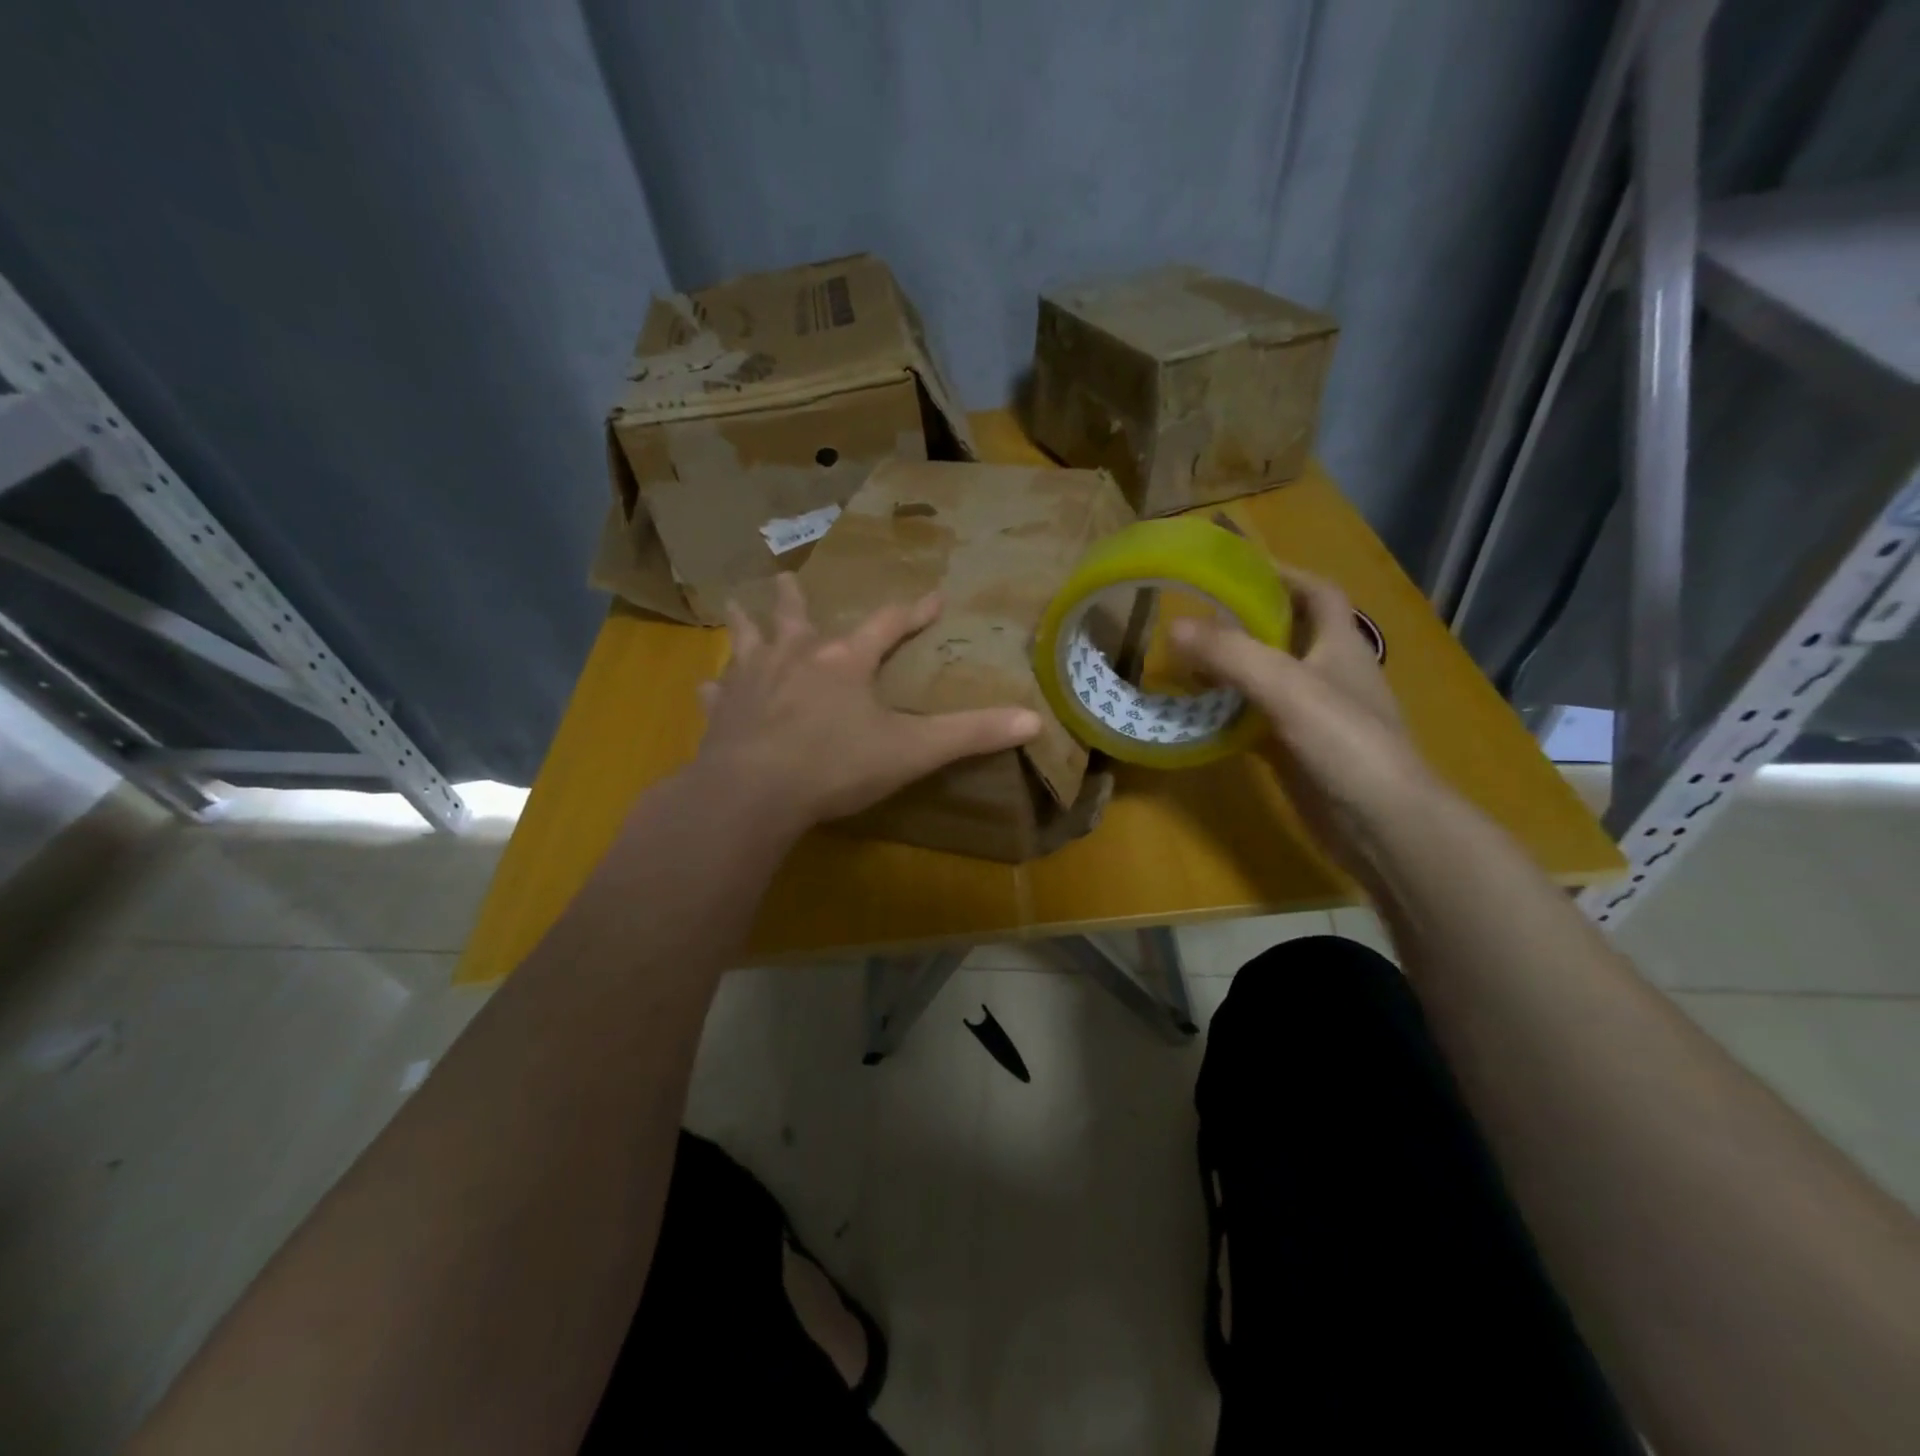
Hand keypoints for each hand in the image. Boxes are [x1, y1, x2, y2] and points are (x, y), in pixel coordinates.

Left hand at [693, 574, 1042, 835]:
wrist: (754, 793)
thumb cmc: (836, 766)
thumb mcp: (912, 751)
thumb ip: (970, 734)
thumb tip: (1034, 719)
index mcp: (845, 662)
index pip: (887, 626)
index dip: (913, 612)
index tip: (933, 596)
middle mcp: (795, 658)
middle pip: (796, 617)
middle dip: (797, 599)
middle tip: (787, 577)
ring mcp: (751, 682)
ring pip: (746, 640)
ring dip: (746, 623)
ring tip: (738, 604)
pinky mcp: (720, 713)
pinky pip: (715, 693)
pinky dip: (714, 688)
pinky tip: (707, 688)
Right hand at [1171, 566, 1437, 873]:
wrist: (1381, 823)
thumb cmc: (1345, 742)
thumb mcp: (1287, 687)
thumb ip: (1231, 655)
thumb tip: (1174, 626)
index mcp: (1341, 645)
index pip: (1317, 593)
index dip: (1284, 574)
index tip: (1237, 567)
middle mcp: (1331, 673)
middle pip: (1288, 633)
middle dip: (1244, 621)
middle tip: (1194, 617)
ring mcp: (1316, 715)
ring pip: (1269, 678)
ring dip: (1233, 667)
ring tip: (1185, 661)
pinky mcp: (1300, 750)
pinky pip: (1258, 718)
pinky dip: (1230, 711)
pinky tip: (1199, 714)